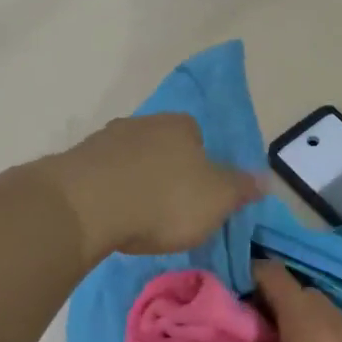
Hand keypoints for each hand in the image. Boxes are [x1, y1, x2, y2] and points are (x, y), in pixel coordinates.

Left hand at [44, 113, 262, 260]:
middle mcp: (143, 123)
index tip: (198, 196)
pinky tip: (110, 217)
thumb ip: (241, 188)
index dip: (201, 166)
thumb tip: (266, 179)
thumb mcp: (218, 200)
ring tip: (137, 218)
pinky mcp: (76, 162)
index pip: (198, 137)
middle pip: (162, 147)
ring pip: (130, 160)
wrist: (87, 206)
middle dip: (166, 173)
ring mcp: (105, 139)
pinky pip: (102, 177)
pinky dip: (109, 193)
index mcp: (181, 126)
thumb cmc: (164, 200)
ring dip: (134, 182)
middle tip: (169, 210)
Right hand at [215, 261, 341, 341]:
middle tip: (241, 332)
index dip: (244, 277)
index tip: (223, 301)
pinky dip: (309, 336)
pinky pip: (330, 330)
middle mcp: (333, 320)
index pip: (272, 273)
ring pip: (314, 311)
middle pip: (294, 290)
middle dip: (264, 302)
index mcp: (306, 323)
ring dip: (288, 321)